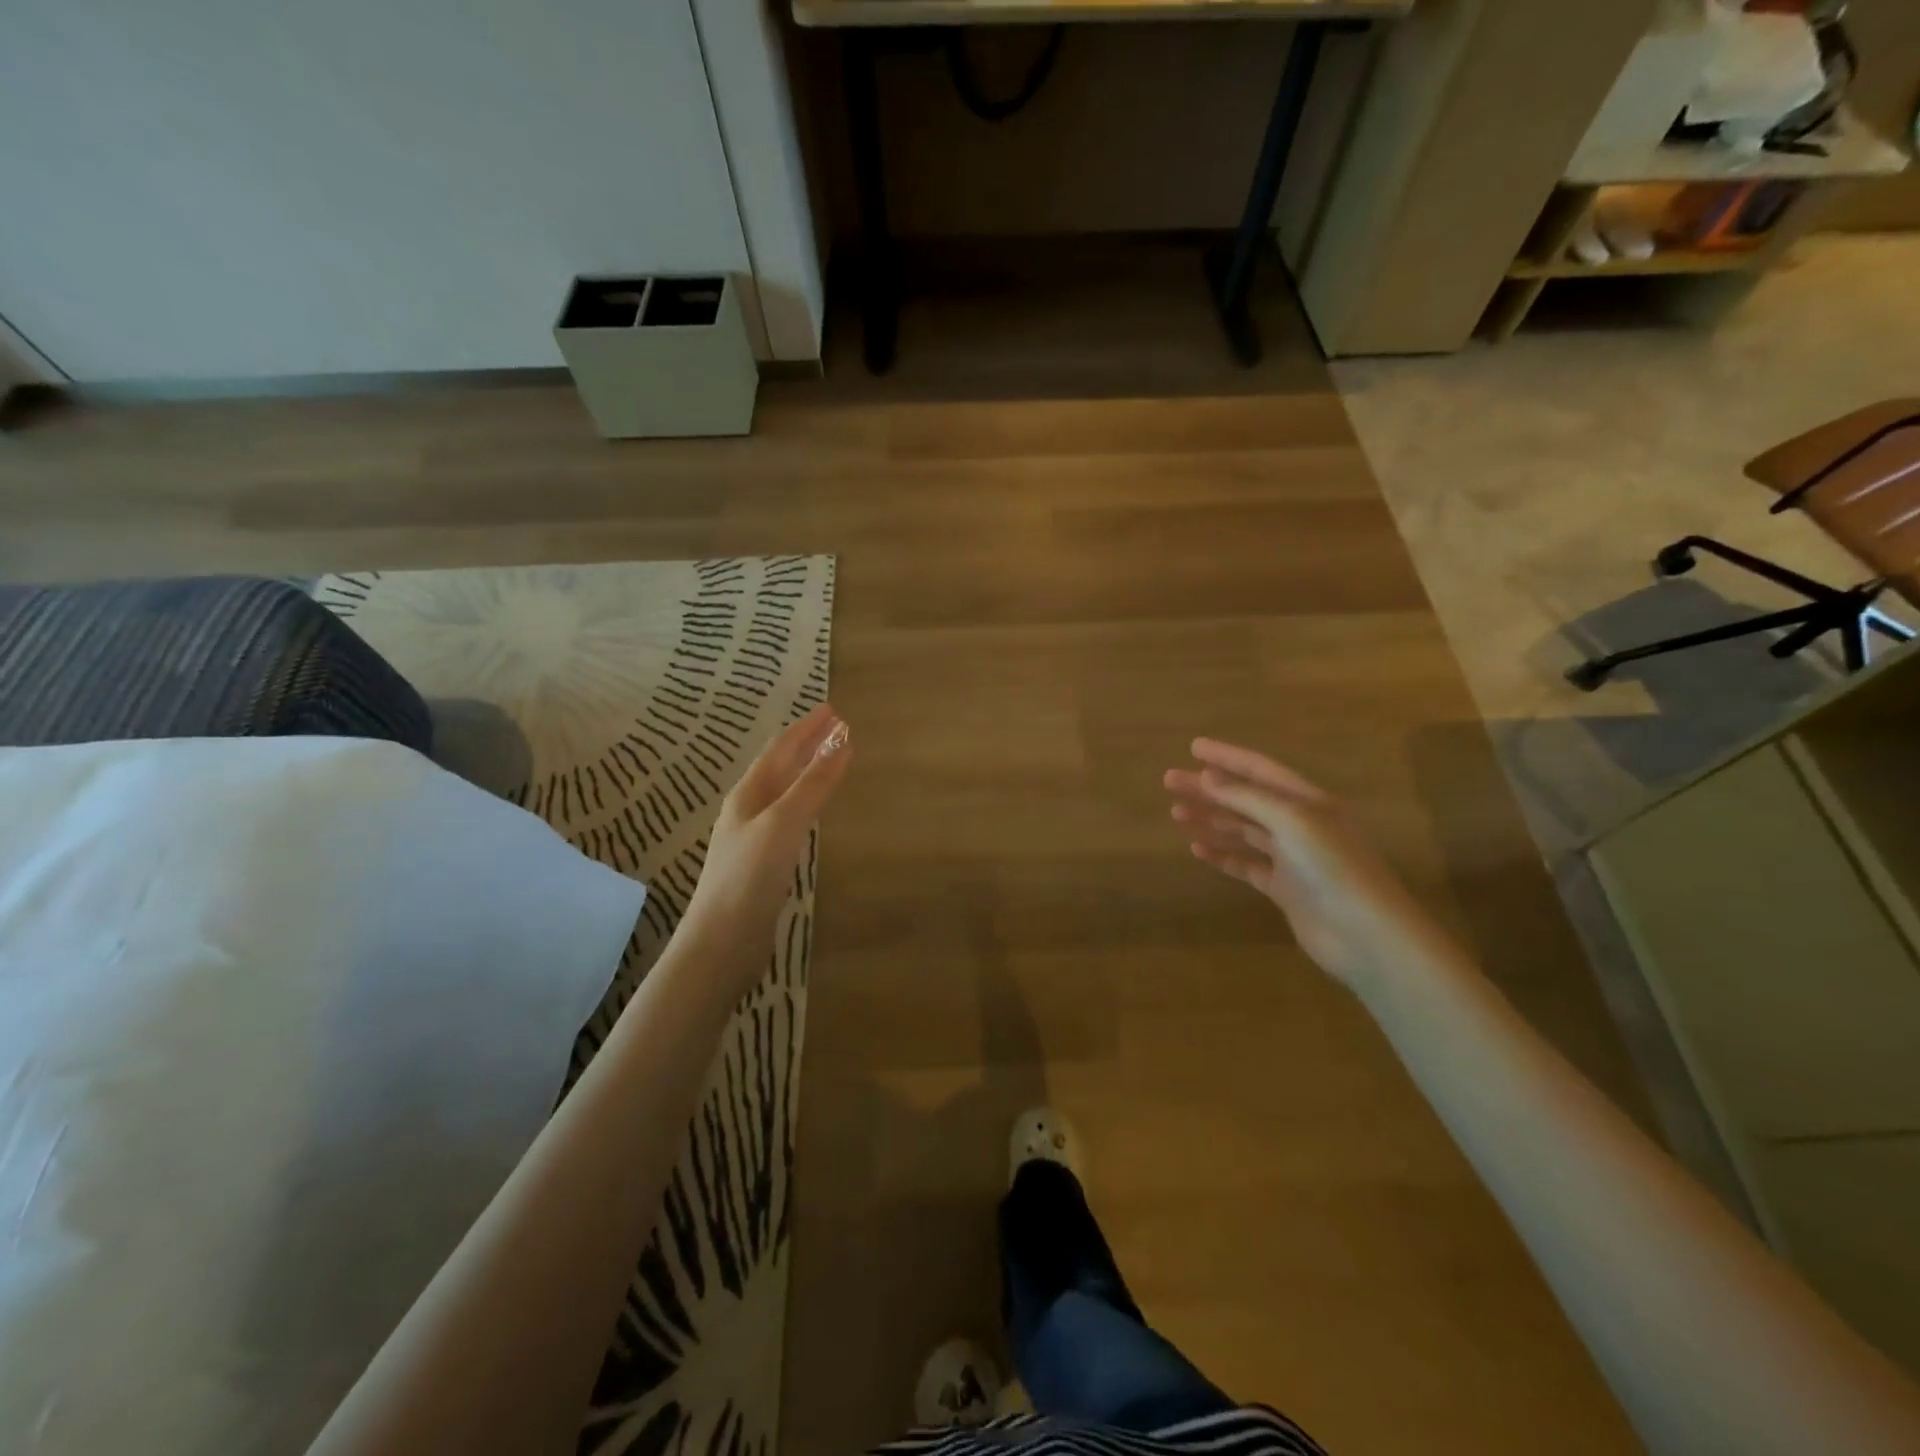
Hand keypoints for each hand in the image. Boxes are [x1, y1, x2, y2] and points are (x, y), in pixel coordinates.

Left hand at [682, 704, 851, 988]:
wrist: (722, 941)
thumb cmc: (750, 876)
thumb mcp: (784, 822)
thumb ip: (813, 783)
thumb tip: (842, 740)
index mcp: (748, 794)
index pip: (780, 749)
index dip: (807, 728)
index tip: (833, 710)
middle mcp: (747, 810)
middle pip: (780, 768)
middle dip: (807, 745)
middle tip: (837, 728)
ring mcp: (753, 838)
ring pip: (783, 793)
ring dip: (806, 773)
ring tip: (828, 761)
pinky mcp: (762, 864)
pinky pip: (788, 819)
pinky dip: (805, 803)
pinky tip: (812, 813)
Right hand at [1164, 738, 1449, 992]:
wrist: (1364, 933)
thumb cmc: (1333, 866)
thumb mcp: (1292, 820)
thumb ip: (1249, 798)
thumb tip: (1208, 778)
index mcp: (1308, 801)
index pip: (1260, 770)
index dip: (1227, 757)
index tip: (1193, 747)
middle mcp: (1300, 825)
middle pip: (1246, 799)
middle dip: (1208, 789)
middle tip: (1170, 780)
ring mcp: (1291, 858)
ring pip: (1242, 831)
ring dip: (1210, 819)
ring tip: (1176, 813)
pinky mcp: (1284, 889)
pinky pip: (1245, 864)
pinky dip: (1221, 855)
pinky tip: (1197, 848)